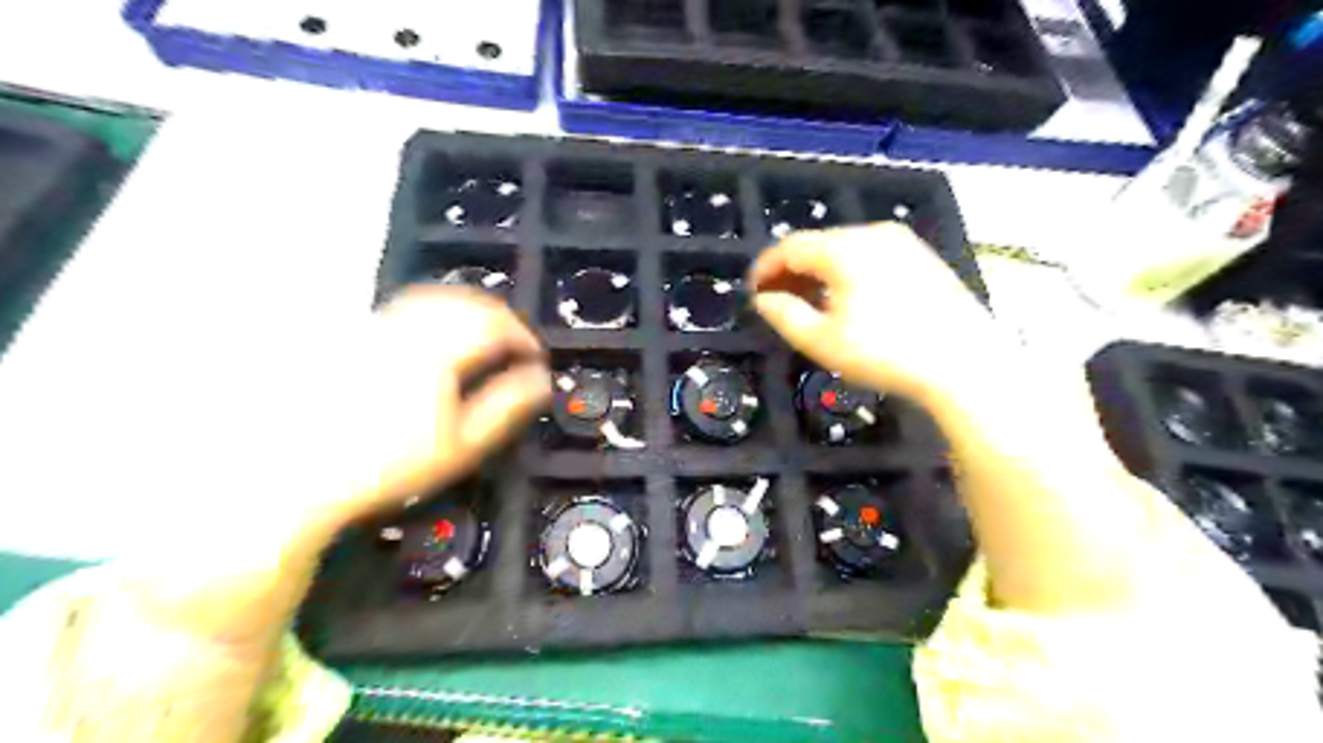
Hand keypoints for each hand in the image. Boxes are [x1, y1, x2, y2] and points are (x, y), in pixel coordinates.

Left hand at [28, 285, 553, 741]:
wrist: (298, 476)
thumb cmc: (387, 466)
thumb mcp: (460, 446)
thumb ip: (506, 407)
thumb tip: (541, 380)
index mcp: (436, 354)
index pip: (493, 324)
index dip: (523, 335)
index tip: (535, 356)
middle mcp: (406, 329)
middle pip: (464, 302)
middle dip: (498, 317)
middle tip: (514, 344)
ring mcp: (375, 328)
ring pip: (434, 298)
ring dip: (468, 310)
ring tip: (483, 337)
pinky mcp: (354, 335)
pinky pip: (407, 307)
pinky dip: (436, 312)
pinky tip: (438, 338)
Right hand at [748, 224, 1008, 402]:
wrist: (965, 363)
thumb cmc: (886, 353)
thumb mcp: (822, 341)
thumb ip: (784, 315)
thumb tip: (763, 299)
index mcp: (844, 248)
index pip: (790, 247)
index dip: (765, 268)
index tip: (753, 291)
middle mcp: (873, 234)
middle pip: (818, 245)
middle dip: (792, 271)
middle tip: (778, 301)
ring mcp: (903, 243)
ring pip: (846, 251)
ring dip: (820, 273)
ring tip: (810, 304)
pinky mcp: (923, 258)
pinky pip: (871, 258)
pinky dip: (849, 274)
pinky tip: (849, 301)